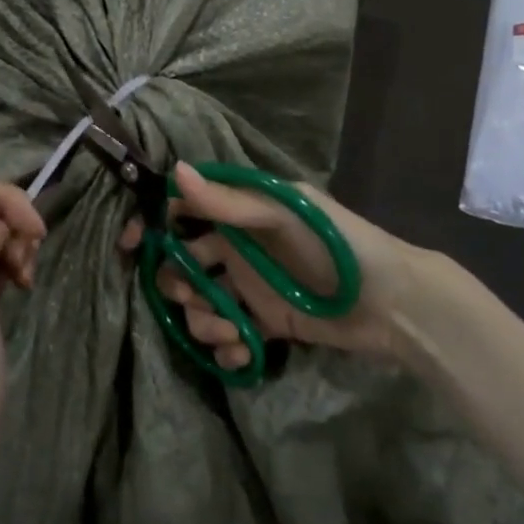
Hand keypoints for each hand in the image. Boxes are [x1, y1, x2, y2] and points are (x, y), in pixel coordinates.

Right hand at [119, 163, 415, 372]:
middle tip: (198, 298)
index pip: (182, 210)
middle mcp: (237, 246)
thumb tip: (174, 171)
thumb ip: (227, 201)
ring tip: (232, 332)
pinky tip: (245, 352)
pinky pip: (227, 333)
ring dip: (204, 321)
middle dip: (179, 285)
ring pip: (200, 303)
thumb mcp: (282, 215)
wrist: (391, 303)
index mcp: (240, 212)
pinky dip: (227, 345)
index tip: (132, 246)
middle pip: (182, 263)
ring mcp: (249, 286)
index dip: (152, 225)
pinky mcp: (264, 322)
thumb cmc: (334, 245)